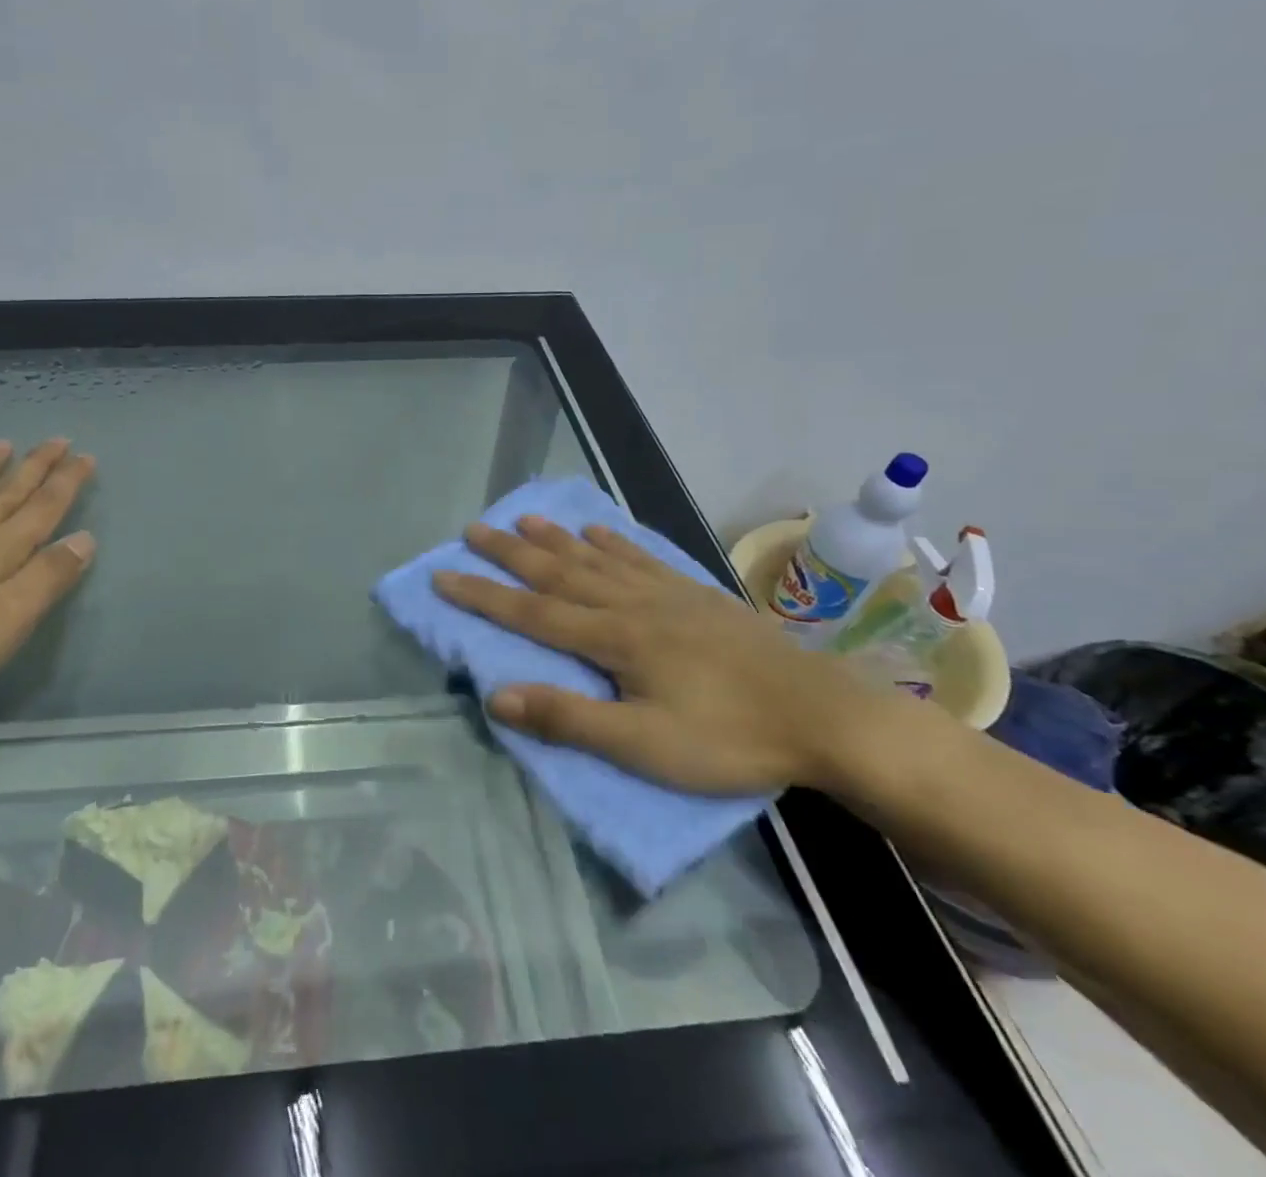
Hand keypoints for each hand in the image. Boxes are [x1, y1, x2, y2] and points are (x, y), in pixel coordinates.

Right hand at [433, 517, 873, 794]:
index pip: (530, 611)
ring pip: (595, 558)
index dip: (482, 595)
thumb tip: (496, 696)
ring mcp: (665, 593)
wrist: (823, 715)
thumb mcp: (644, 746)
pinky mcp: (694, 594)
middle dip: (509, 553)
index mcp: (612, 638)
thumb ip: (569, 718)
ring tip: (524, 519)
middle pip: (557, 572)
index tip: (442, 575)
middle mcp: (630, 603)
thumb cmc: (729, 738)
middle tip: (472, 530)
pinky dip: (613, 542)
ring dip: (555, 538)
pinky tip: (599, 532)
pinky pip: (641, 558)